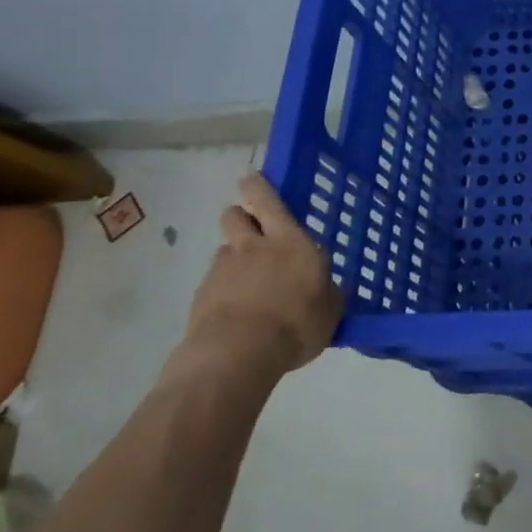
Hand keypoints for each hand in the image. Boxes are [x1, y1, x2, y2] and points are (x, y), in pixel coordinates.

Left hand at [181, 173, 340, 375]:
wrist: (236, 355)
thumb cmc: (295, 324)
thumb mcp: (330, 310)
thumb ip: (327, 292)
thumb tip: (326, 287)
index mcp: (290, 242)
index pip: (268, 202)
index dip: (257, 186)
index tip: (248, 176)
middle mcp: (254, 247)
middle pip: (235, 216)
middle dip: (240, 216)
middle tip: (250, 229)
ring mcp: (223, 270)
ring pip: (224, 250)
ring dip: (233, 258)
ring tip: (246, 284)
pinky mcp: (201, 296)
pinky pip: (213, 283)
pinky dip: (222, 291)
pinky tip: (234, 313)